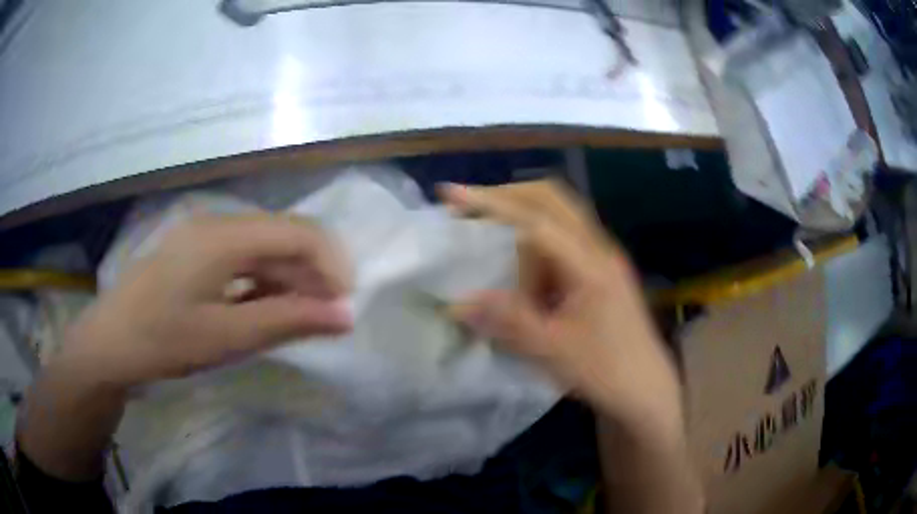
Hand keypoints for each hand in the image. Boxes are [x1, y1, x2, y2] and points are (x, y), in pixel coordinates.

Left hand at [61, 214, 353, 388]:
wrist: (109, 344)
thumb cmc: (164, 340)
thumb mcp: (228, 336)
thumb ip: (288, 321)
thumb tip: (346, 316)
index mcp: (224, 235)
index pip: (298, 233)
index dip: (330, 265)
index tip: (345, 305)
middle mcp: (217, 223)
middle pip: (281, 236)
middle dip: (311, 274)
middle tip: (327, 318)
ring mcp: (203, 235)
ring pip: (262, 247)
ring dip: (287, 279)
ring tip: (300, 318)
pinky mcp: (194, 252)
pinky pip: (241, 258)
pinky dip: (261, 282)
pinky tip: (264, 308)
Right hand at [443, 181, 682, 432]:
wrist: (647, 389)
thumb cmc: (605, 371)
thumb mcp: (551, 351)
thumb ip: (506, 321)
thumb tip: (456, 303)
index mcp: (591, 265)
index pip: (536, 219)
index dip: (492, 203)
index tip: (451, 194)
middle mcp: (600, 249)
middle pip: (552, 199)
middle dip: (507, 195)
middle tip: (468, 206)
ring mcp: (604, 257)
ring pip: (559, 216)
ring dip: (522, 219)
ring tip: (489, 240)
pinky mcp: (602, 271)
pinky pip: (564, 240)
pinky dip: (535, 243)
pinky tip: (521, 272)